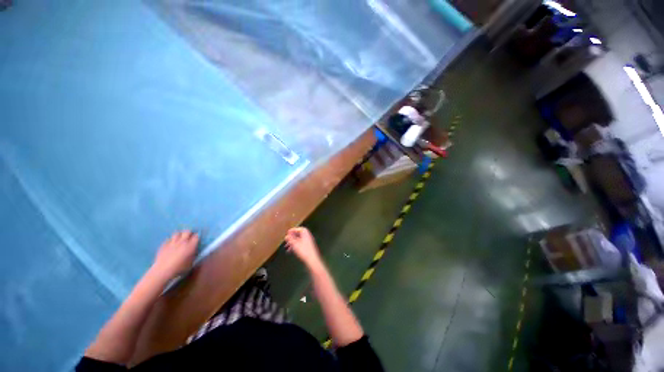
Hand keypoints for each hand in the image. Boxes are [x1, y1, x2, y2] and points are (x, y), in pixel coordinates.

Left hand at [151, 230, 198, 280]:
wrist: (163, 270)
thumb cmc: (179, 268)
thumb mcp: (191, 262)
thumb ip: (193, 254)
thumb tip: (194, 250)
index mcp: (190, 245)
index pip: (196, 236)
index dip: (197, 236)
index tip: (197, 239)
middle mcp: (182, 242)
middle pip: (187, 231)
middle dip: (189, 233)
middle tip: (189, 237)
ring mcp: (172, 242)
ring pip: (177, 233)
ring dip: (179, 235)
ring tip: (179, 239)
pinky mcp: (164, 245)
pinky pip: (168, 239)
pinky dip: (171, 241)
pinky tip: (171, 244)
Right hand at [285, 227, 321, 268]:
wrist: (312, 259)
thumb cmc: (303, 251)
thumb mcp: (295, 244)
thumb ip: (290, 239)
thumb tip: (286, 236)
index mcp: (305, 233)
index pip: (299, 229)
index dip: (293, 230)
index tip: (288, 232)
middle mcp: (308, 236)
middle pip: (298, 234)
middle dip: (292, 237)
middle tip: (287, 239)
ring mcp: (308, 241)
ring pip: (299, 240)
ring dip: (293, 242)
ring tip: (286, 247)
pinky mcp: (308, 246)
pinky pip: (300, 243)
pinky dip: (295, 245)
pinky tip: (291, 251)